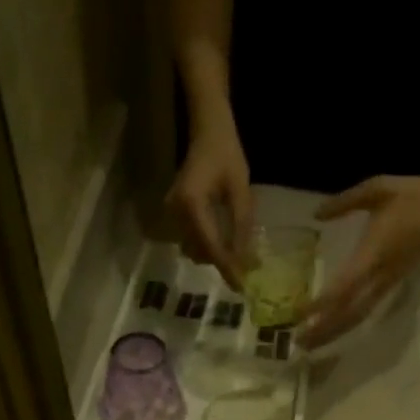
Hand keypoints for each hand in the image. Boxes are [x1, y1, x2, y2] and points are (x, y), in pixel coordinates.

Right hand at [166, 120, 253, 286]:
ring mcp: (172, 214)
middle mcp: (176, 212)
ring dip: (216, 255)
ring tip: (239, 256)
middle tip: (246, 271)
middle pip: (200, 251)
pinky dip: (210, 246)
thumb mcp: (241, 191)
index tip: (241, 286)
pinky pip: (193, 239)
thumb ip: (241, 226)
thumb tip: (245, 261)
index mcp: (192, 204)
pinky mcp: (175, 214)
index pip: (210, 245)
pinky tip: (226, 243)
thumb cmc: (227, 155)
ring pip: (195, 249)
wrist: (207, 132)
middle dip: (222, 263)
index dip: (226, 267)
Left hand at [299, 169, 419, 347]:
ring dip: (335, 331)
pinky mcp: (394, 283)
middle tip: (298, 342)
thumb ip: (343, 202)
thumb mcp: (374, 189)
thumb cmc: (410, 193)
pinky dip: (348, 322)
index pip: (344, 287)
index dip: (322, 304)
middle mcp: (382, 275)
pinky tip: (334, 330)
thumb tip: (316, 213)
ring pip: (359, 315)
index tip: (300, 314)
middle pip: (350, 312)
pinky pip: (368, 309)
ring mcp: (390, 282)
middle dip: (324, 329)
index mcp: (374, 252)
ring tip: (311, 343)